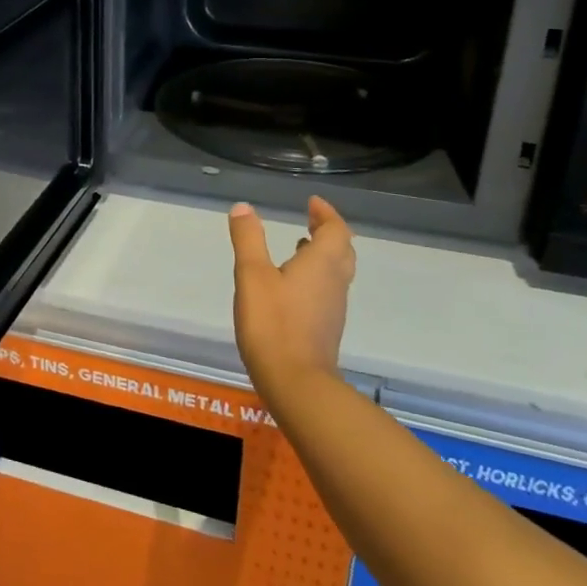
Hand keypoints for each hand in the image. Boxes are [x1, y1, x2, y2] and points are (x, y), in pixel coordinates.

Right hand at [229, 197, 355, 396]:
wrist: (296, 382)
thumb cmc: (273, 323)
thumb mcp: (252, 275)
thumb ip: (248, 239)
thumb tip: (244, 207)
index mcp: (322, 263)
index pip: (335, 230)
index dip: (326, 214)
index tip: (312, 203)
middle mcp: (335, 282)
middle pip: (343, 249)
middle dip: (328, 231)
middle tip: (310, 220)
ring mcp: (333, 307)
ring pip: (337, 271)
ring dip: (323, 254)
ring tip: (300, 246)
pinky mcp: (326, 327)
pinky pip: (328, 290)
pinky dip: (316, 275)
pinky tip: (293, 284)